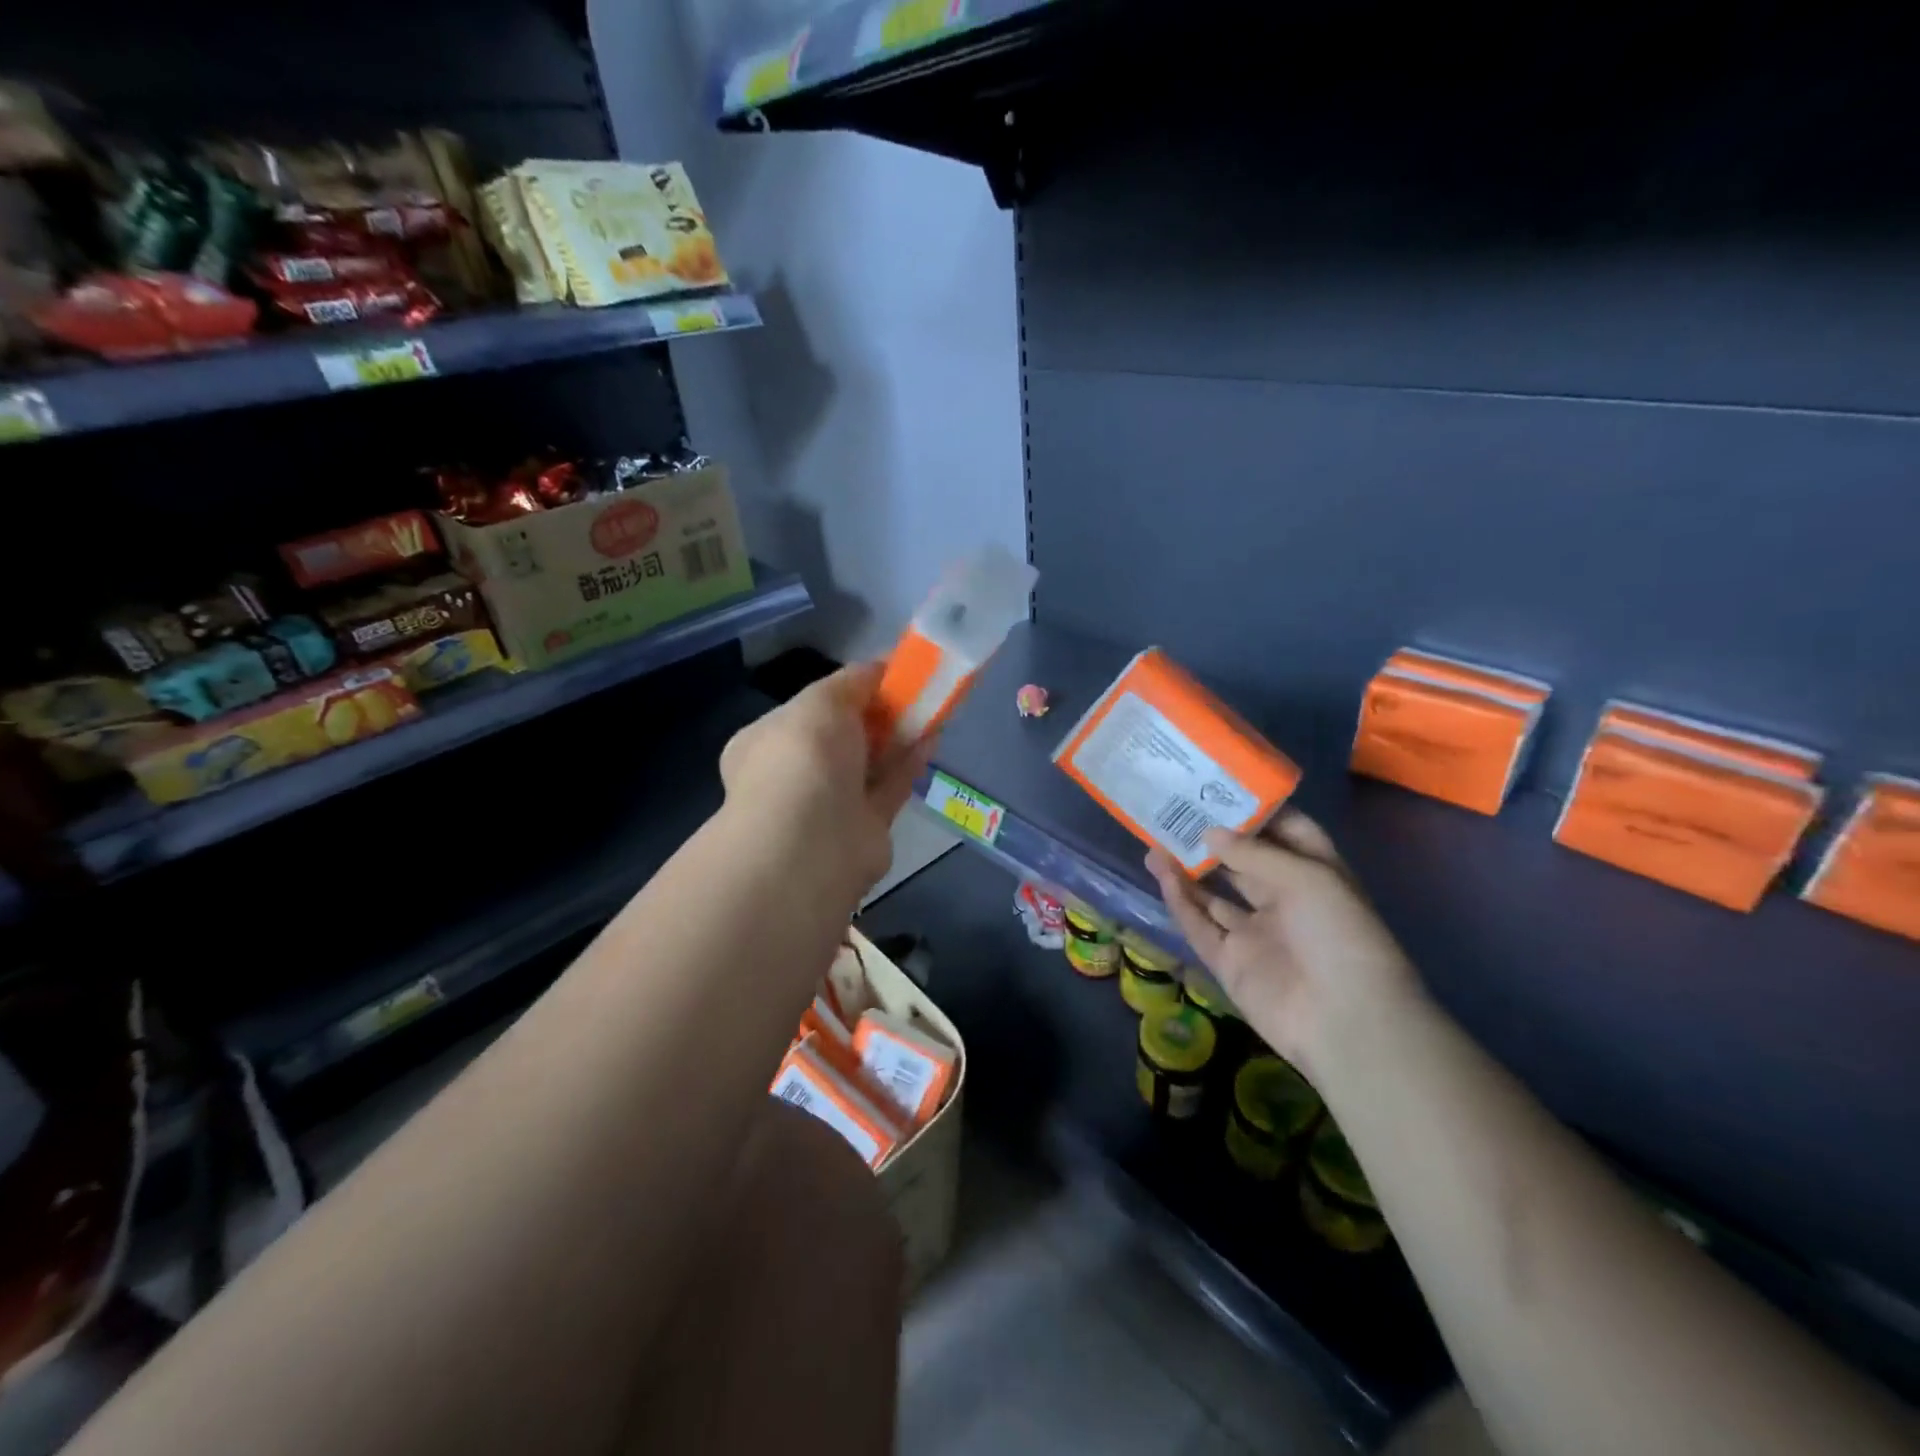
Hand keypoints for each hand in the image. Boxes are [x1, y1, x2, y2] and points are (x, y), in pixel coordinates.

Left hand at [719, 662, 932, 902]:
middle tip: (913, 689)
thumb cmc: (803, 758)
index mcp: (767, 741)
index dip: (847, 690)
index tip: (883, 674)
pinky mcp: (864, 828)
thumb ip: (852, 681)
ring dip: (898, 735)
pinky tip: (933, 737)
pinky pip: (890, 787)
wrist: (812, 842)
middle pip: (842, 736)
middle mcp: (795, 774)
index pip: (808, 709)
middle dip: (876, 713)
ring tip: (932, 707)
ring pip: (869, 763)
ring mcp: (829, 804)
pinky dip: (910, 763)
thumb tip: (879, 667)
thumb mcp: (822, 701)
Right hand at [1146, 812, 1421, 1079]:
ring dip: (1188, 869)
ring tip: (1155, 840)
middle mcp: (1285, 901)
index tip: (1220, 789)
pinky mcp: (1230, 962)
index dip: (1257, 812)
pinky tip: (1161, 874)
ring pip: (1214, 895)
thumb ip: (1253, 853)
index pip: (1287, 833)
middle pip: (1243, 862)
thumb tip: (1209, 833)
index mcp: (1316, 876)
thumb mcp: (1306, 878)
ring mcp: (1256, 933)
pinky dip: (1180, 901)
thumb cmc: (1338, 935)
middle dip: (1213, 838)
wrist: (1344, 1021)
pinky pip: (1200, 926)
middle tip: (1175, 810)